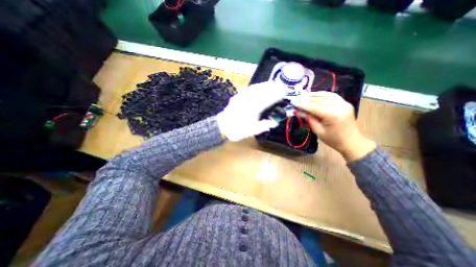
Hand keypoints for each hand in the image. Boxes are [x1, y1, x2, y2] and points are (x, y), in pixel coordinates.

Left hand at [218, 81, 285, 141]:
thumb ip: (264, 126)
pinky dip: (256, 86)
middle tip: (280, 87)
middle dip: (273, 87)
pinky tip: (258, 87)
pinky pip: (248, 88)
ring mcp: (242, 96)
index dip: (277, 95)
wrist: (222, 126)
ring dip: (265, 85)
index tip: (283, 93)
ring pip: (256, 87)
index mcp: (254, 108)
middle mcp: (249, 99)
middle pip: (263, 90)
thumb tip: (275, 123)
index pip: (269, 98)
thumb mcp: (252, 131)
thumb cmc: (237, 130)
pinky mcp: (238, 96)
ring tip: (272, 85)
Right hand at [290, 91, 374, 161]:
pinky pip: (332, 95)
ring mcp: (344, 103)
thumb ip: (309, 119)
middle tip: (296, 98)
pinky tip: (315, 95)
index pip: (314, 106)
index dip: (302, 104)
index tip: (293, 101)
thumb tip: (298, 111)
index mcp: (333, 115)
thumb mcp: (318, 131)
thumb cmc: (333, 140)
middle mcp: (339, 106)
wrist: (351, 142)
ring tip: (303, 96)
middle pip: (319, 100)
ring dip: (313, 95)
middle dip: (306, 99)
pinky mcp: (345, 103)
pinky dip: (322, 94)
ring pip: (325, 95)